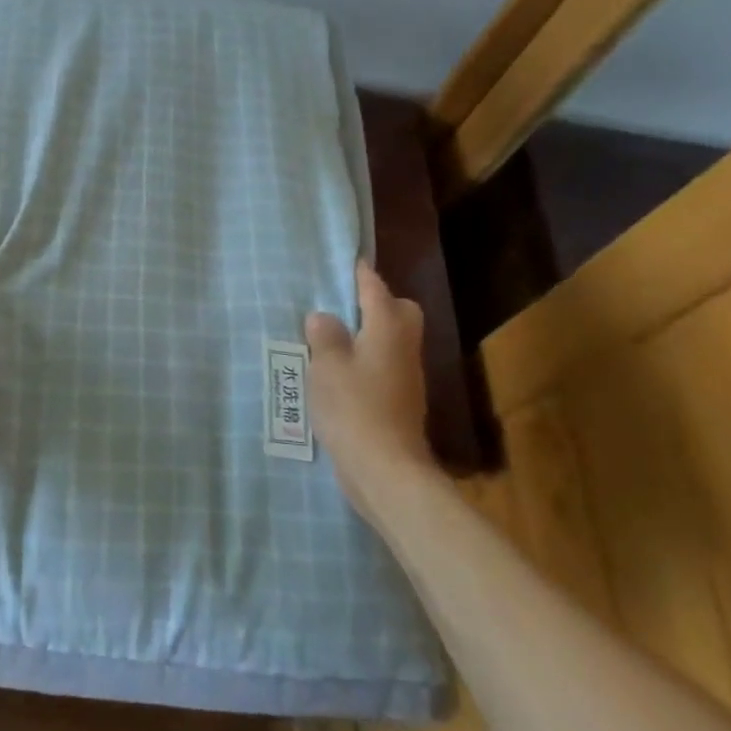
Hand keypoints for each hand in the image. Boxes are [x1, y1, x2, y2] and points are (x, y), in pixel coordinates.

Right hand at [305, 258, 434, 519]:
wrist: (385, 469)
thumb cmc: (354, 407)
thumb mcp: (327, 365)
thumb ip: (324, 336)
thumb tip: (324, 317)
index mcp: (388, 329)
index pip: (376, 289)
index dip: (361, 274)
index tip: (348, 261)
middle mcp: (404, 348)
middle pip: (400, 312)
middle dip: (378, 303)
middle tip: (343, 306)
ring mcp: (406, 378)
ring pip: (393, 341)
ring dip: (370, 334)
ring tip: (333, 337)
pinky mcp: (401, 403)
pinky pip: (384, 366)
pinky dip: (367, 361)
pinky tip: (340, 373)